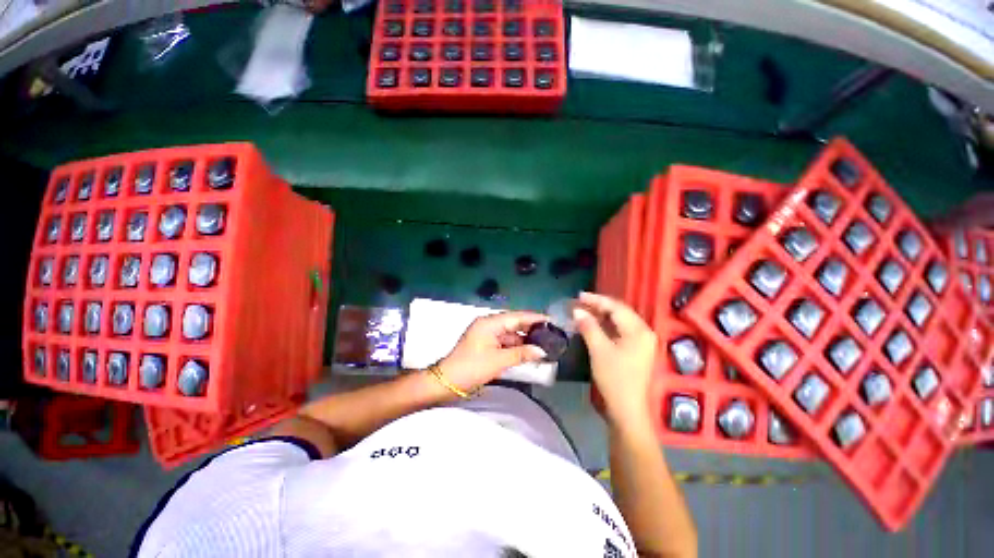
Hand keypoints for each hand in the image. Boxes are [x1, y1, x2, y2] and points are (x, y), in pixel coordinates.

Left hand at [438, 312, 549, 392]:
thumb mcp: (498, 361)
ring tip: (544, 344)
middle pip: (514, 324)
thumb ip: (521, 354)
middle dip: (531, 329)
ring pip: (510, 334)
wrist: (447, 382)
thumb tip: (542, 351)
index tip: (551, 320)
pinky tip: (528, 352)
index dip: (534, 318)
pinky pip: (505, 342)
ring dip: (524, 340)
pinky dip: (516, 347)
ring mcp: (487, 335)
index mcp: (490, 323)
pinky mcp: (486, 345)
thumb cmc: (472, 368)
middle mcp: (489, 325)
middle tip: (551, 333)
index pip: (516, 317)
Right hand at [573, 292, 656, 427]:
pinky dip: (607, 325)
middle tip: (579, 302)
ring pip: (620, 321)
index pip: (616, 307)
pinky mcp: (638, 350)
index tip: (578, 296)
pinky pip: (621, 330)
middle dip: (599, 306)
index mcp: (638, 330)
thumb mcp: (599, 350)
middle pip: (620, 312)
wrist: (628, 409)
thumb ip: (589, 326)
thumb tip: (577, 310)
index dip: (596, 300)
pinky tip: (595, 324)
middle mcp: (644, 332)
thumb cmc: (614, 378)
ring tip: (584, 310)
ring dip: (602, 315)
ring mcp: (643, 342)